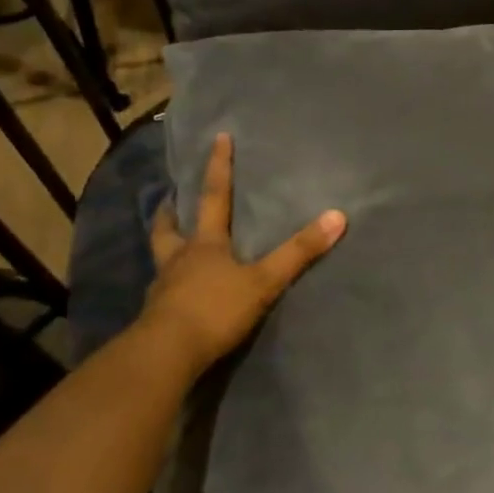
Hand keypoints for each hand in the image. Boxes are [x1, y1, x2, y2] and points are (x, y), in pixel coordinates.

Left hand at [139, 133, 345, 382]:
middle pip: (169, 227)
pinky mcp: (156, 317)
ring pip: (161, 258)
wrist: (166, 354)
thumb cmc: (215, 309)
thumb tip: (337, 216)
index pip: (215, 197)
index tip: (219, 138)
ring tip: (170, 243)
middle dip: (171, 210)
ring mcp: (163, 288)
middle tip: (170, 198)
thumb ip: (299, 252)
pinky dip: (168, 285)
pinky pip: (162, 292)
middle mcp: (179, 259)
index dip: (219, 167)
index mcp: (205, 244)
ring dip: (165, 245)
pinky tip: (175, 293)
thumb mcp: (264, 281)